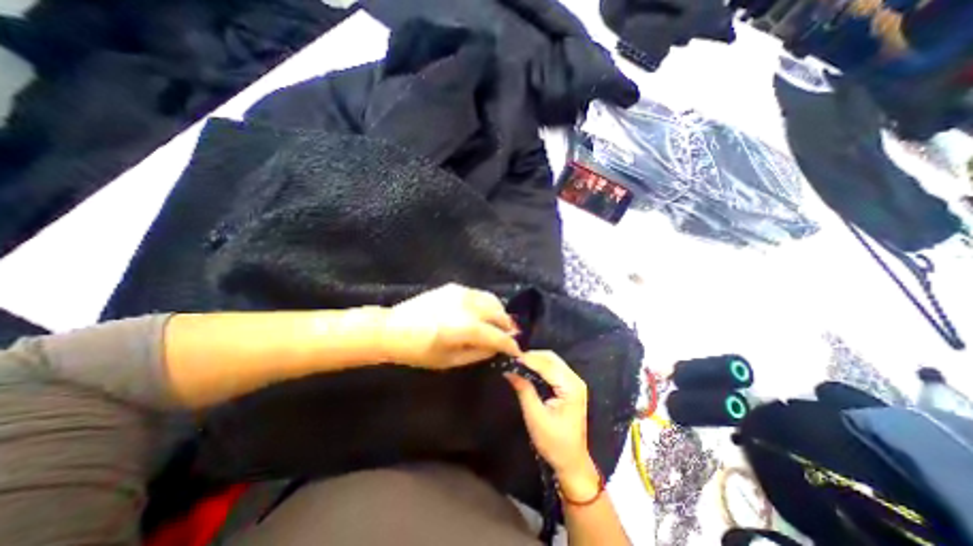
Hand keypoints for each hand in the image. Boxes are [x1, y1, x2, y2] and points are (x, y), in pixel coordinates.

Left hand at [382, 286, 524, 371]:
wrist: (392, 328)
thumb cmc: (419, 351)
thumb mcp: (450, 360)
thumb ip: (478, 353)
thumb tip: (496, 348)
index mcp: (467, 327)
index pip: (498, 336)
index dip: (510, 345)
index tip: (517, 351)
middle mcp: (469, 306)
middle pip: (499, 314)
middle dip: (508, 327)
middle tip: (510, 337)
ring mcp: (462, 293)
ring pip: (492, 300)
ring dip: (500, 313)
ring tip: (499, 324)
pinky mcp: (454, 287)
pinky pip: (479, 294)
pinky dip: (487, 304)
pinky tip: (482, 313)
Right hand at [510, 350, 601, 499]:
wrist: (572, 461)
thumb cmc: (554, 443)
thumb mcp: (535, 417)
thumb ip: (524, 390)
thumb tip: (509, 371)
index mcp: (571, 387)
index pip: (547, 365)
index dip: (528, 359)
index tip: (510, 356)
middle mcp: (575, 380)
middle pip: (551, 358)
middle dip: (532, 356)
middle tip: (512, 359)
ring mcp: (574, 382)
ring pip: (552, 361)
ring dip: (535, 359)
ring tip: (517, 362)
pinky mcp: (570, 386)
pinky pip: (554, 368)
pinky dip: (540, 365)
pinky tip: (528, 368)